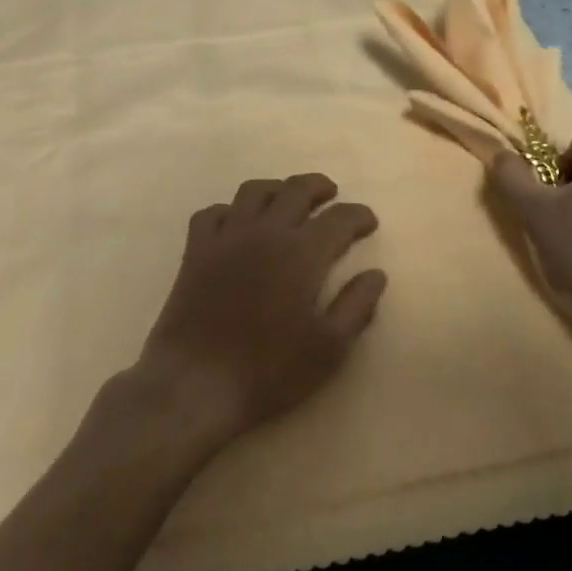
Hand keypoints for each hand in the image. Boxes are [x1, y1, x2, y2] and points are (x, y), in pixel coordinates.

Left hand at [134, 174, 385, 447]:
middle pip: (296, 190)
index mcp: (302, 253)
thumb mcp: (329, 348)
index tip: (368, 222)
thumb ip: (356, 306)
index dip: (358, 216)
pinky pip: (213, 212)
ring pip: (254, 191)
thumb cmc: (269, 370)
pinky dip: (230, 210)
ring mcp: (227, 236)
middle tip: (331, 195)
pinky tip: (237, 223)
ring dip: (277, 188)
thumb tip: (376, 274)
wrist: (196, 383)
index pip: (339, 219)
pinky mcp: (196, 250)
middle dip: (319, 187)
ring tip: (287, 199)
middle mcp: (265, 232)